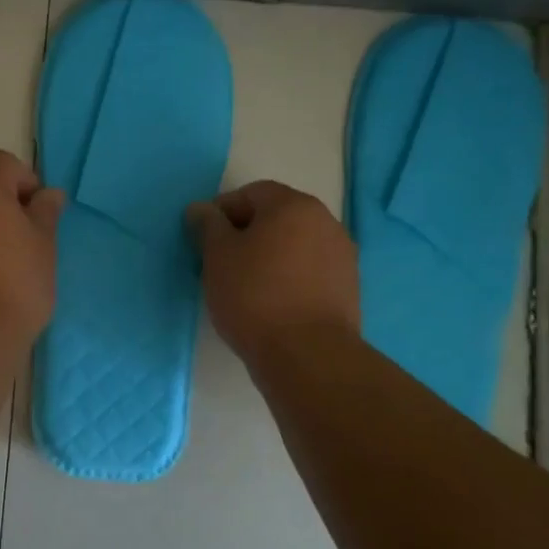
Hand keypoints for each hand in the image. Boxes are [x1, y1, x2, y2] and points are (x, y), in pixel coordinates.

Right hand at [187, 180, 358, 359]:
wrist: (308, 355)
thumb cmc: (254, 296)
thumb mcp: (217, 256)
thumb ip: (207, 225)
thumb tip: (200, 208)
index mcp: (293, 206)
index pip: (251, 193)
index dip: (222, 211)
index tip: (204, 239)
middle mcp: (325, 222)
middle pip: (276, 216)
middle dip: (246, 233)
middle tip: (220, 261)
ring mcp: (342, 255)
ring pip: (294, 244)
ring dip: (269, 255)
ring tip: (244, 284)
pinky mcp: (348, 287)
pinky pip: (309, 269)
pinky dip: (288, 276)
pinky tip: (271, 301)